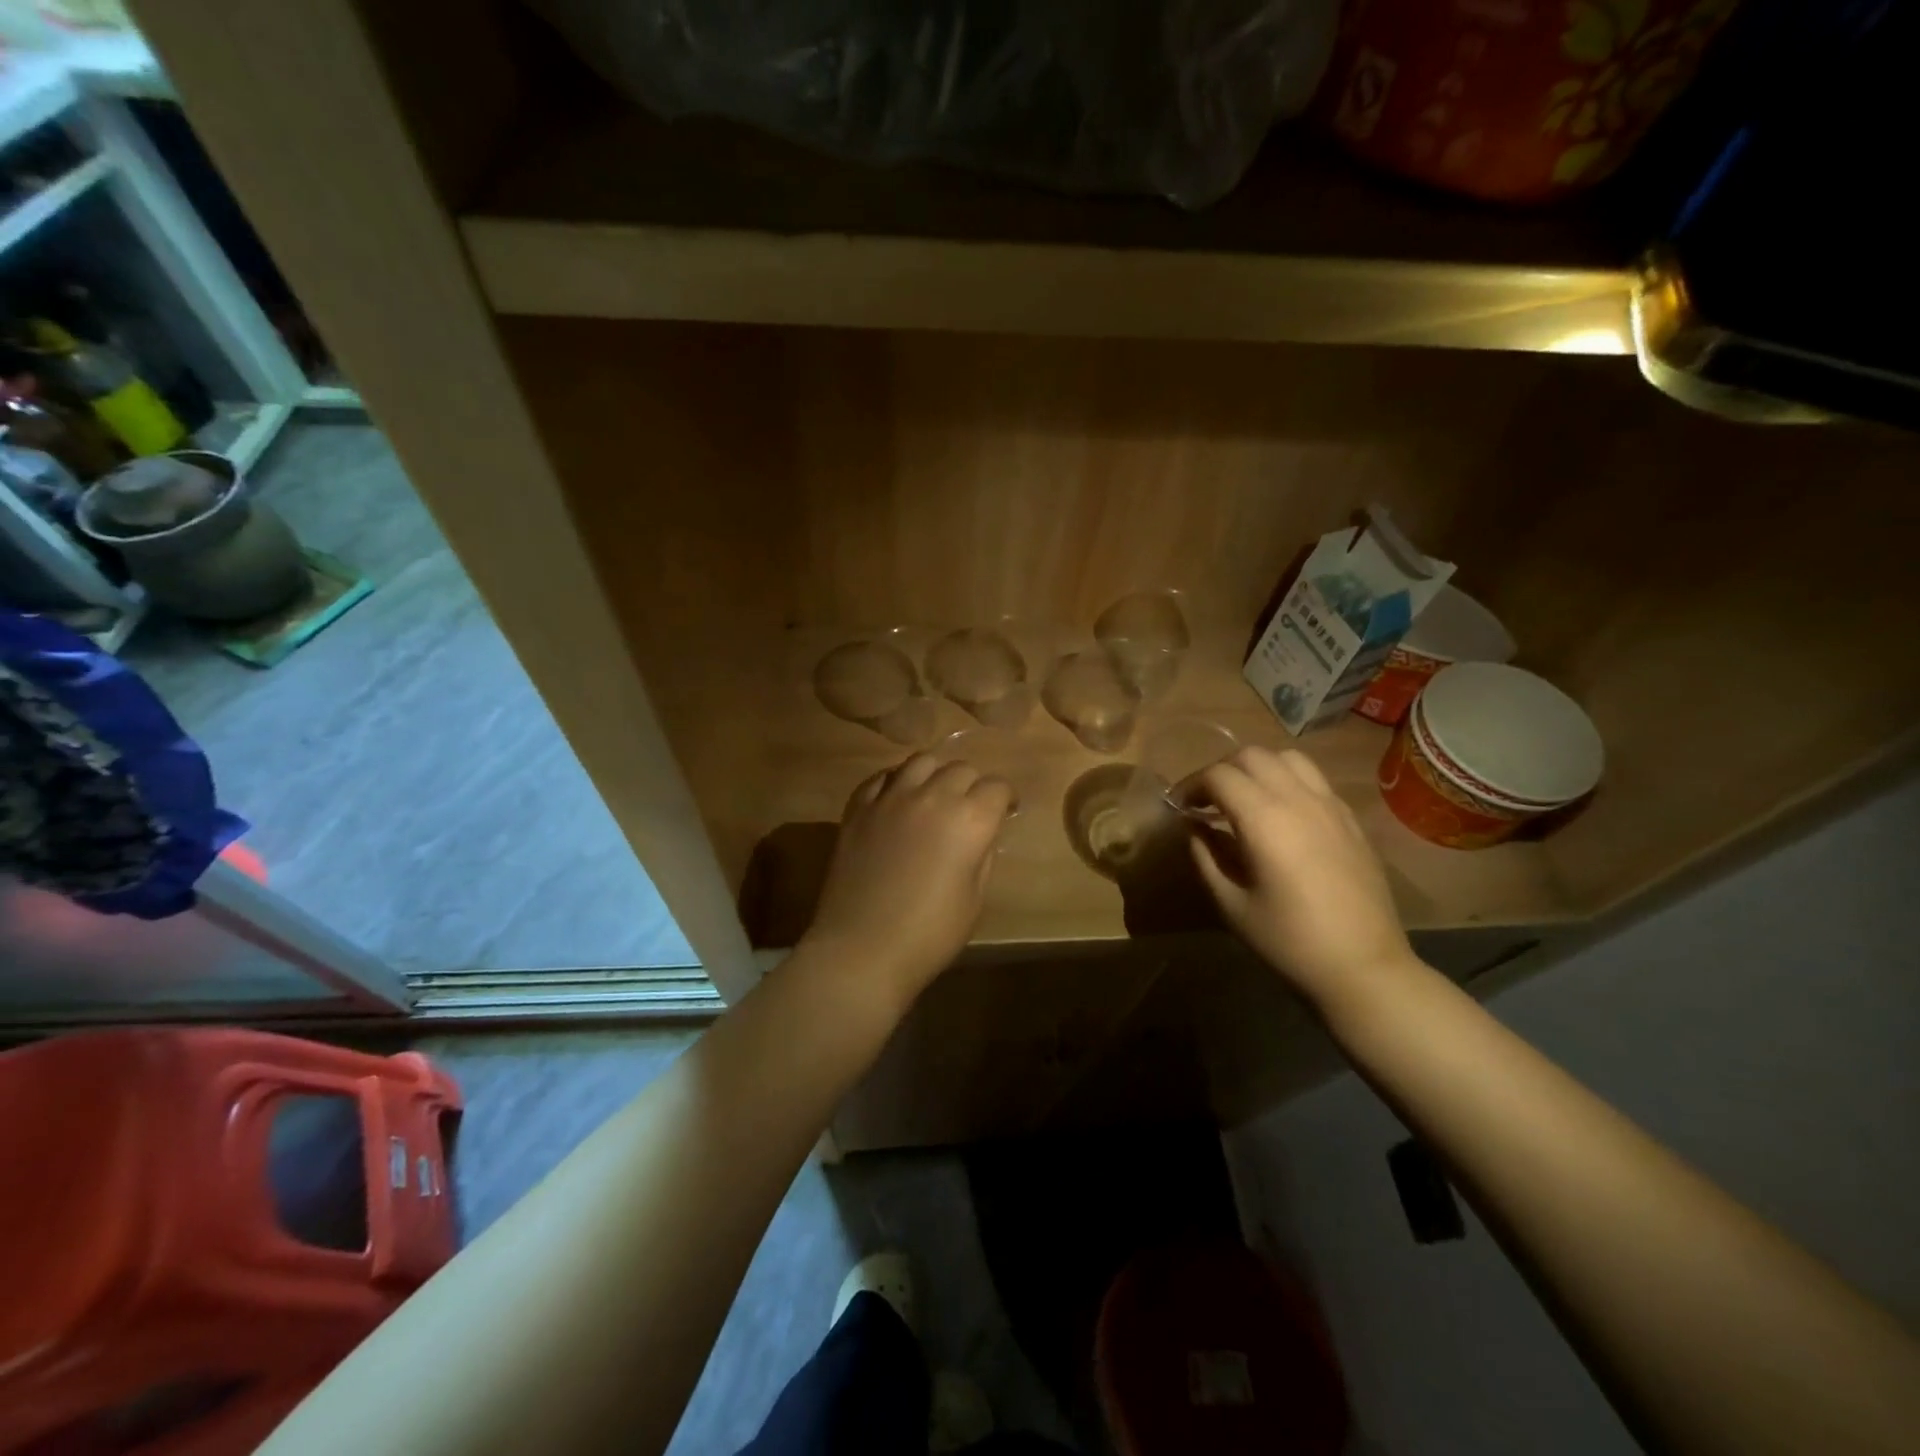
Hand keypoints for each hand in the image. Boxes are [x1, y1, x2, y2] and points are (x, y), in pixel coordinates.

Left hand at [803, 753, 1013, 995]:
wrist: (861, 949)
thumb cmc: (929, 935)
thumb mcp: (974, 899)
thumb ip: (982, 856)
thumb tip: (980, 835)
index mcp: (970, 820)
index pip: (997, 787)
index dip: (1005, 799)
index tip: (1004, 813)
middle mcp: (932, 796)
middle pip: (961, 768)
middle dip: (972, 785)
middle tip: (969, 811)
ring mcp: (890, 798)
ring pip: (921, 761)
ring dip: (934, 775)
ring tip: (932, 797)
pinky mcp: (858, 808)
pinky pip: (881, 778)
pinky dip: (895, 783)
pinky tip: (897, 802)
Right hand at [1190, 747, 1416, 1007]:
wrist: (1364, 968)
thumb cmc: (1288, 941)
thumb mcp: (1231, 903)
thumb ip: (1205, 857)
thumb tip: (1193, 828)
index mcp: (1264, 819)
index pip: (1218, 776)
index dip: (1191, 785)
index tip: (1178, 807)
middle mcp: (1299, 799)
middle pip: (1252, 756)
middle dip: (1221, 771)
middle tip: (1207, 802)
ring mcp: (1330, 806)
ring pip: (1288, 758)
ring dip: (1258, 769)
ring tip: (1245, 799)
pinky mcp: (1351, 820)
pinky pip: (1314, 780)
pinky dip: (1288, 782)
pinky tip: (1281, 816)